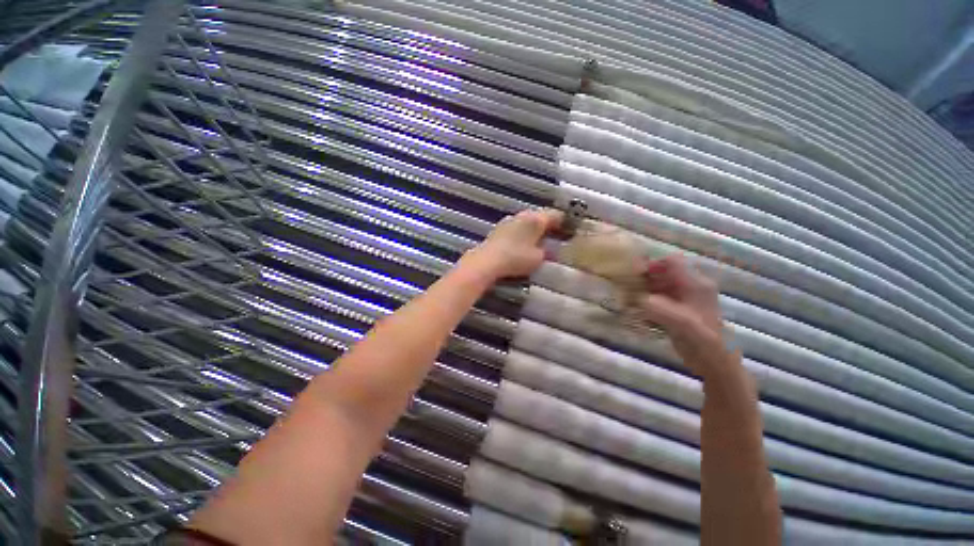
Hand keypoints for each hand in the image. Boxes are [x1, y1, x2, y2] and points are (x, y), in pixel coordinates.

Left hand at [462, 209, 562, 280]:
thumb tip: (547, 248)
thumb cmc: (516, 258)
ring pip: (526, 222)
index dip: (564, 222)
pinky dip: (522, 234)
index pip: (555, 215)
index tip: (570, 229)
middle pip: (539, 217)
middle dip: (548, 226)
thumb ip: (546, 251)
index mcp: (536, 219)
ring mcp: (508, 221)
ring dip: (533, 230)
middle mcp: (522, 216)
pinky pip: (516, 229)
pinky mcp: (498, 230)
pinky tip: (522, 244)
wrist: (487, 261)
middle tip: (556, 236)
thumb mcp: (538, 258)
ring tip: (539, 241)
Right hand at [637, 254, 731, 377]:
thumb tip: (636, 299)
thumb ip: (659, 308)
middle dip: (645, 277)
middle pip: (663, 271)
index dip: (652, 264)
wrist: (714, 363)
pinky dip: (647, 300)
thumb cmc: (702, 341)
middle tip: (629, 288)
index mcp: (696, 284)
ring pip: (659, 283)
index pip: (671, 261)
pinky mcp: (678, 308)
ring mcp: (685, 297)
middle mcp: (691, 286)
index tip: (634, 276)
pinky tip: (639, 311)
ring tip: (630, 299)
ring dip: (644, 289)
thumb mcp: (681, 323)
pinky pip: (659, 296)